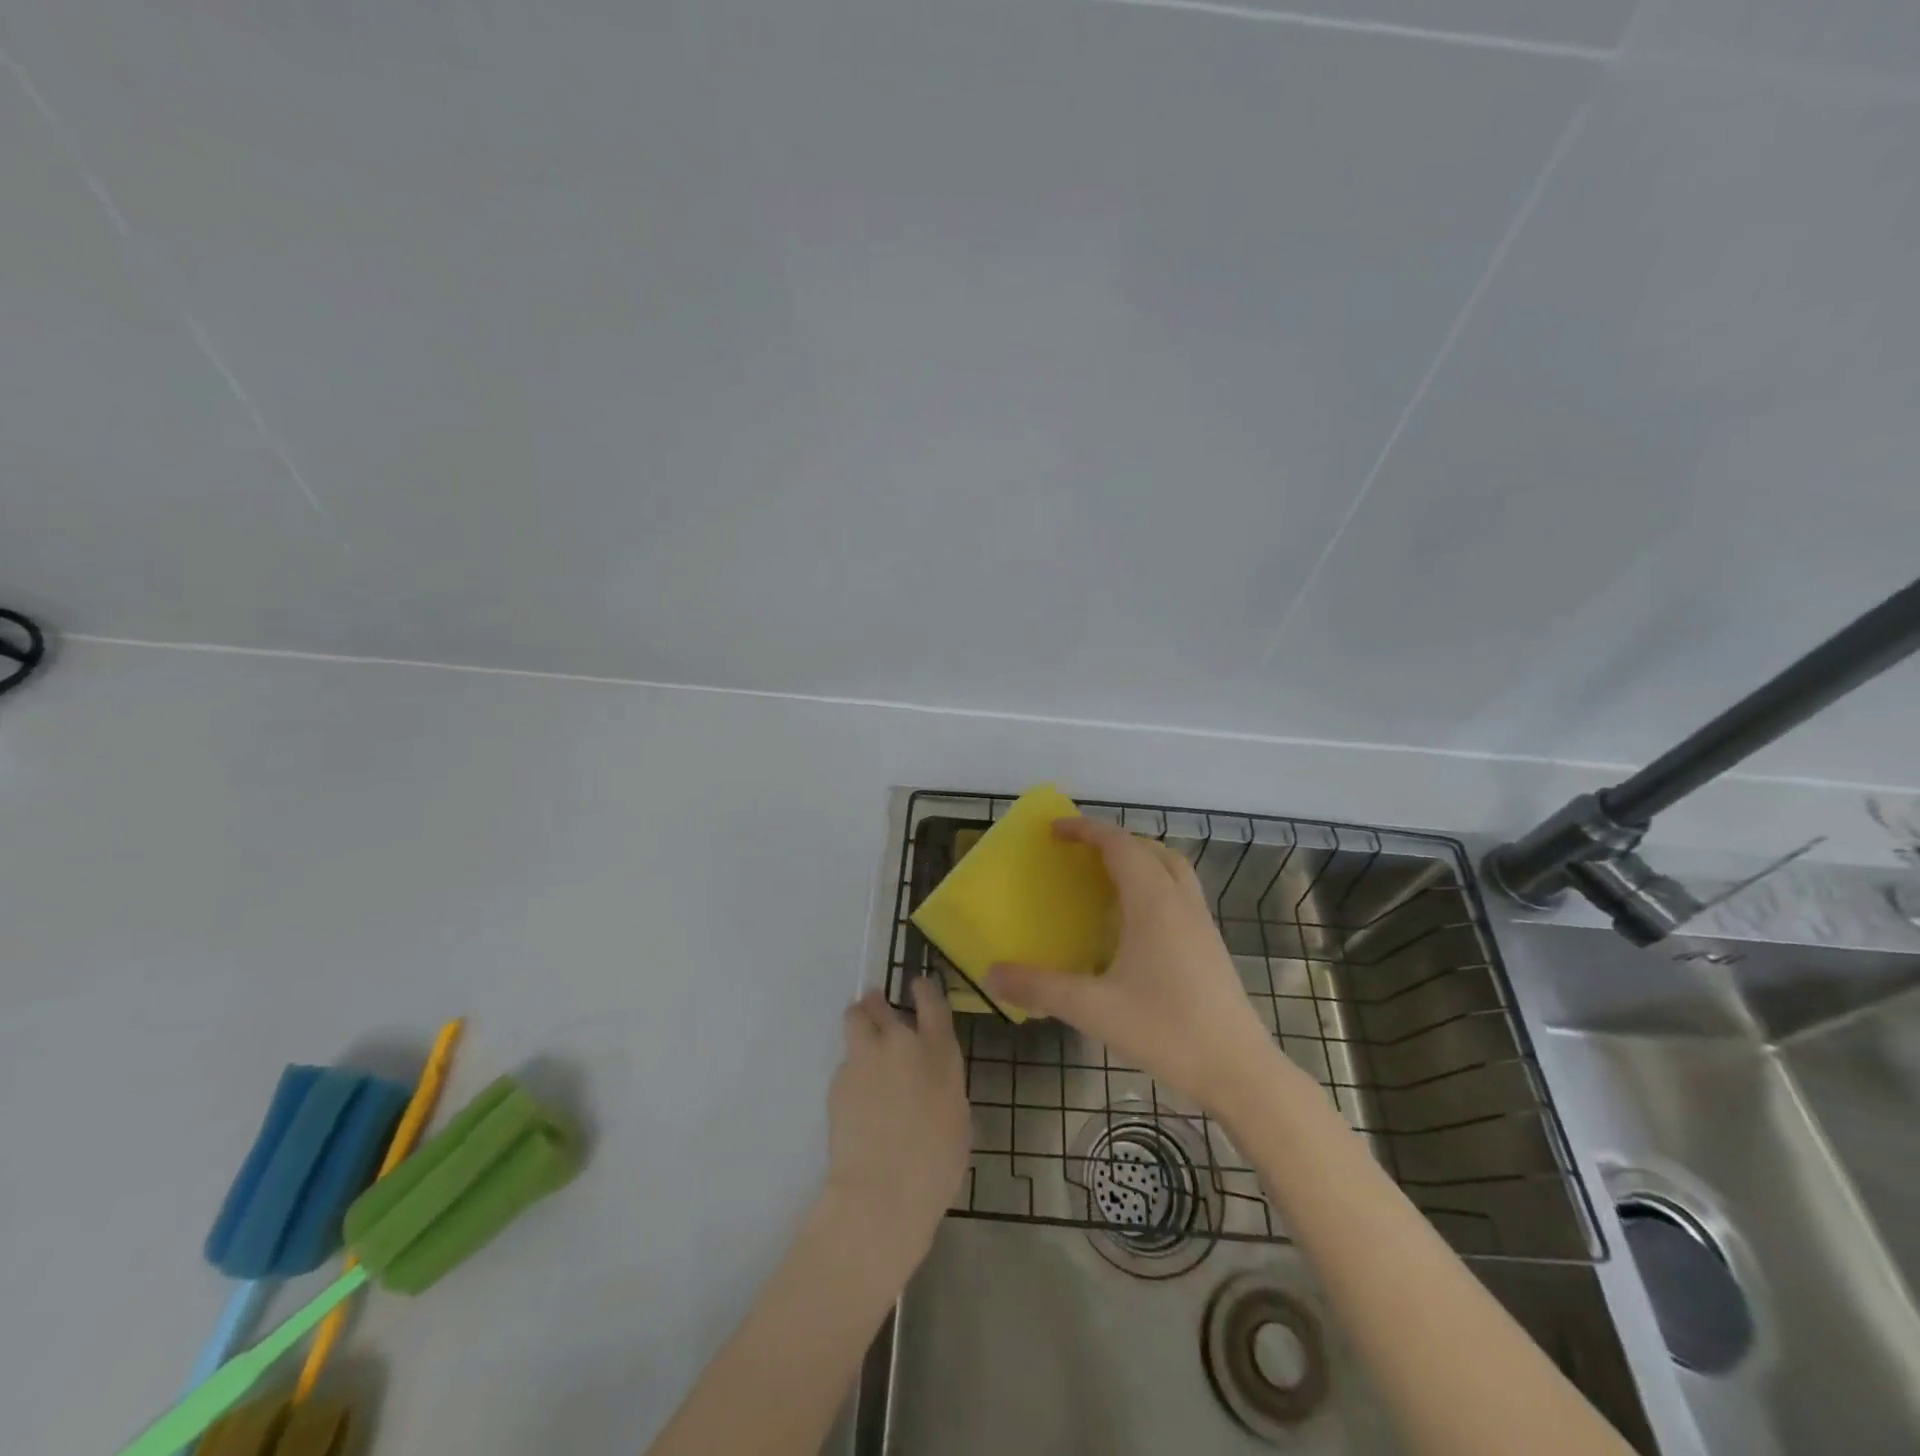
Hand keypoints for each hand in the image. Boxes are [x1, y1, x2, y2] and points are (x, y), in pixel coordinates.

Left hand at [823, 980, 970, 1264]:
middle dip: (879, 1004)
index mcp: (939, 1052)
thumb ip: (942, 1081)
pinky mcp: (839, 1077)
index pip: (931, 1001)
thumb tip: (929, 1074)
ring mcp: (866, 1057)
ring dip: (858, 1019)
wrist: (882, 1193)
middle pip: (884, 1004)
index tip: (917, 984)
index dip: (923, 989)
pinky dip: (851, 1067)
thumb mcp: (956, 1116)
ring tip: (858, 1032)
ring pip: (856, 1017)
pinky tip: (855, 1094)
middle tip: (877, 1009)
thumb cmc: (935, 1164)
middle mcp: (902, 1043)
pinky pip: (845, 1060)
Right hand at [986, 817, 1283, 1112]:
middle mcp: (1180, 902)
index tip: (1055, 828)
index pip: (1119, 845)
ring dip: (1139, 860)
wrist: (1239, 1070)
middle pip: (1149, 849)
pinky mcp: (1210, 945)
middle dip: (1113, 841)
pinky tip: (1133, 924)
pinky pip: (1179, 893)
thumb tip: (992, 974)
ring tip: (1105, 880)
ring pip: (1171, 869)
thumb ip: (1040, 988)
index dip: (1086, 830)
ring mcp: (1201, 922)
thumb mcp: (1094, 1009)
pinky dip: (1154, 886)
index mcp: (1153, 903)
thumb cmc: (1166, 1030)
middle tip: (1079, 853)